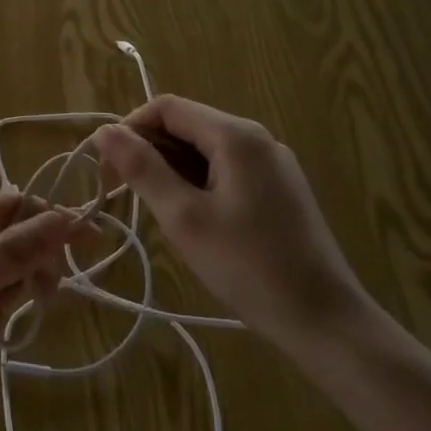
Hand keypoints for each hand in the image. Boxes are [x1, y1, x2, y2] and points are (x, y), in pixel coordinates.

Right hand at [93, 96, 369, 366]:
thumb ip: (142, 169)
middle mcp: (256, 138)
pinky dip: (198, 184)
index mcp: (235, 135)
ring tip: (157, 213)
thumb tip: (104, 131)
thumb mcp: (184, 218)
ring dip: (171, 170)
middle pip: (187, 125)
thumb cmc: (249, 267)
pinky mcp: (279, 189)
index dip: (130, 129)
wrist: (326, 322)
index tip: (107, 169)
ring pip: (205, 150)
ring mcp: (272, 164)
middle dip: (149, 151)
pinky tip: (193, 221)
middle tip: (124, 194)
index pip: (166, 107)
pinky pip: (226, 170)